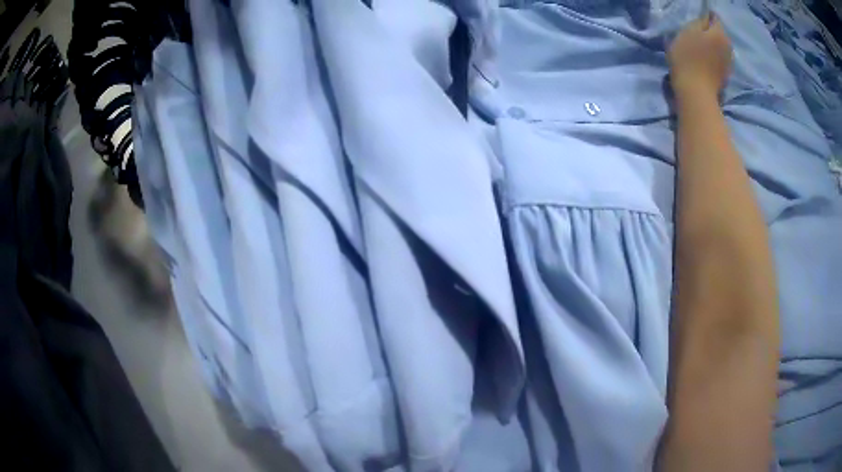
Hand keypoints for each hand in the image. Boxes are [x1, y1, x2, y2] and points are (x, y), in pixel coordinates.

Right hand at [668, 13, 732, 100]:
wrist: (696, 92)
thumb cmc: (688, 58)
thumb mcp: (687, 31)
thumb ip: (699, 22)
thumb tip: (706, 19)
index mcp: (719, 33)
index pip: (715, 18)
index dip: (705, 18)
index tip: (696, 23)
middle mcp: (728, 46)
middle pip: (719, 33)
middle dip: (710, 32)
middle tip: (696, 36)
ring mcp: (729, 62)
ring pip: (721, 46)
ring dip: (713, 45)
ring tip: (701, 49)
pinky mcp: (726, 75)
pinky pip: (721, 59)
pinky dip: (715, 58)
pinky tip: (706, 62)